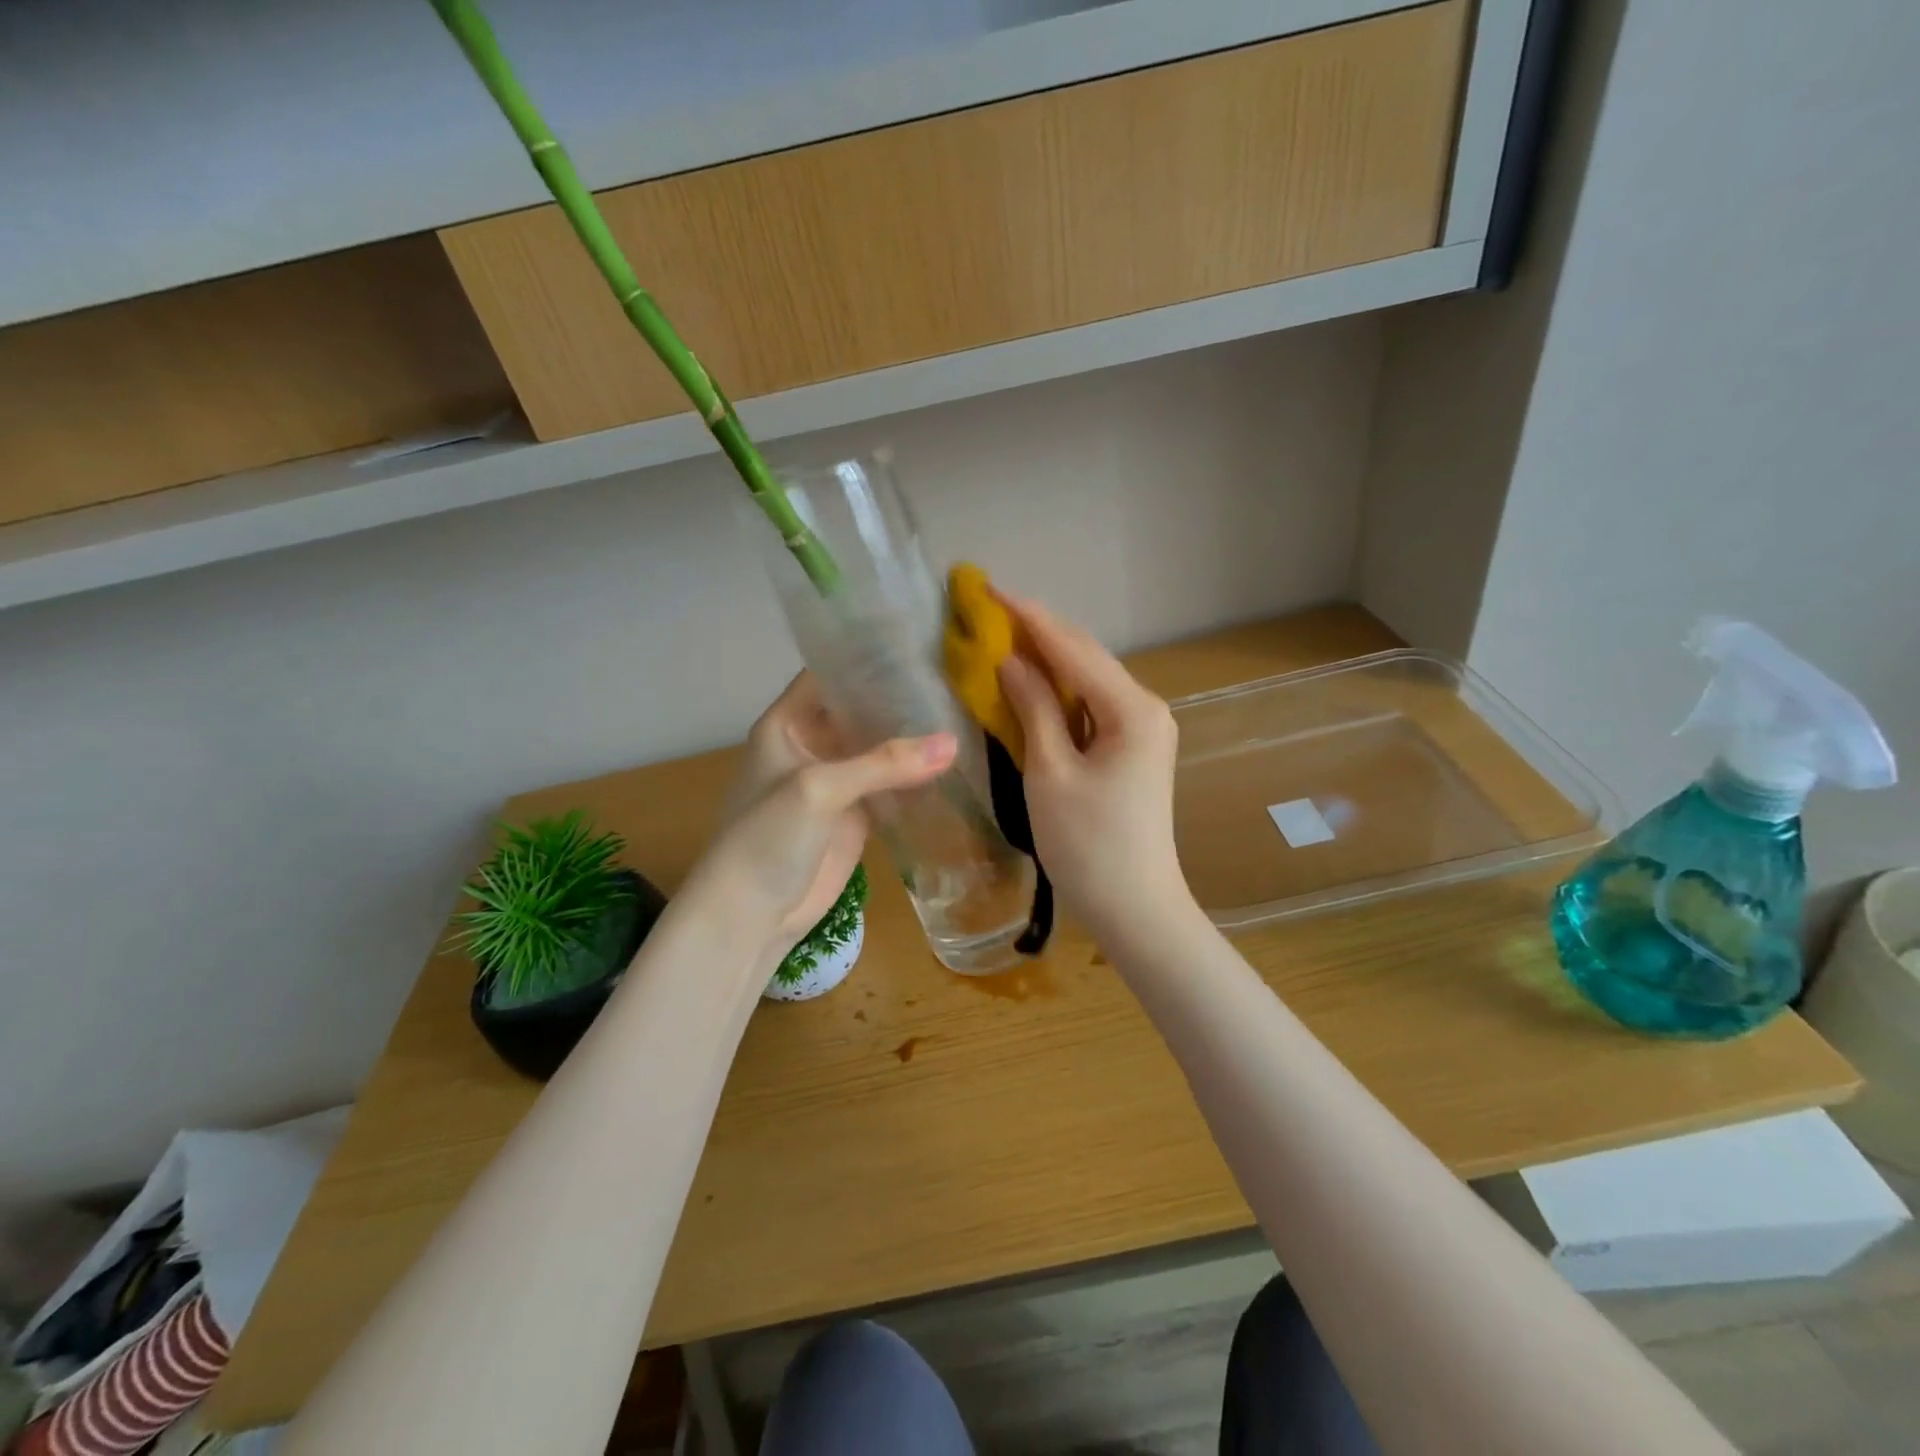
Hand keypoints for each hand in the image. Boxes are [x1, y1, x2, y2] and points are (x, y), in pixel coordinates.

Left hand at [700, 673, 955, 951]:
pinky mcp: (856, 815)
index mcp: (788, 723)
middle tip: (957, 678)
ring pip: (880, 749)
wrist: (751, 915)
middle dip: (901, 698)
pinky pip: (891, 786)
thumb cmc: (767, 838)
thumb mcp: (819, 789)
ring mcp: (837, 781)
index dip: (868, 658)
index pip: (830, 674)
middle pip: (861, 710)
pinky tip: (956, 763)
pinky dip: (917, 777)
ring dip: (913, 738)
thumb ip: (884, 764)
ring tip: (965, 712)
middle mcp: (813, 744)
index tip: (920, 644)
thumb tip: (954, 743)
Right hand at [995, 594, 1191, 940]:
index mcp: (1131, 709)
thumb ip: (1032, 708)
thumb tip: (1009, 660)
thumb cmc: (1088, 844)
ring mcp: (1142, 728)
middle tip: (988, 607)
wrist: (1134, 907)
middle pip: (1085, 656)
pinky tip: (1030, 679)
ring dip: (1047, 657)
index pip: (1072, 648)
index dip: (1028, 617)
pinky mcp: (1131, 747)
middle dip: (1037, 631)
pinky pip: (1090, 705)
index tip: (988, 588)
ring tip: (1001, 633)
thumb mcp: (1050, 772)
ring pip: (1087, 678)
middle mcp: (1144, 707)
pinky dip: (1058, 690)